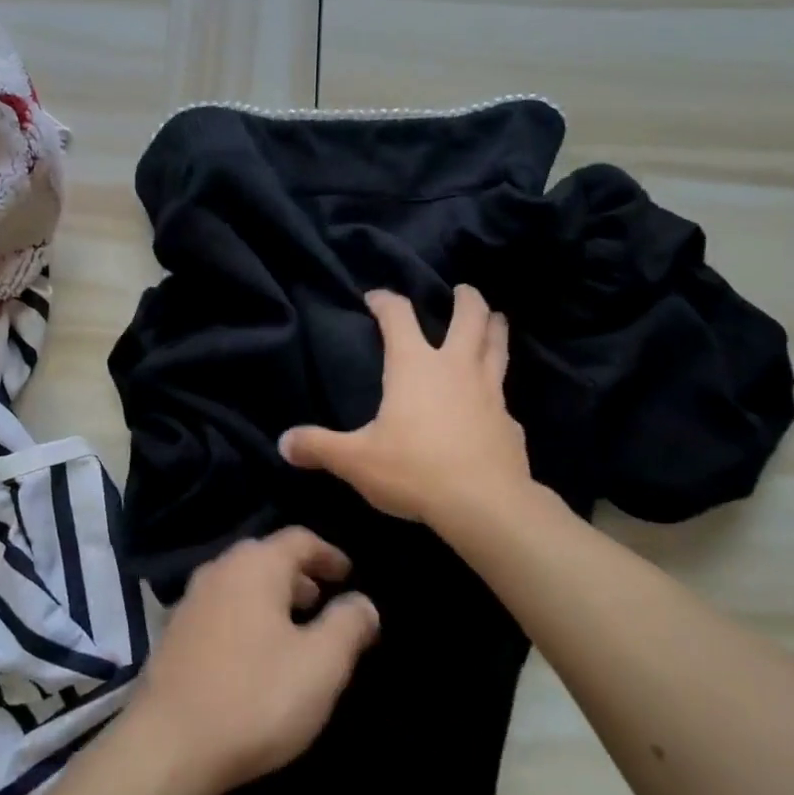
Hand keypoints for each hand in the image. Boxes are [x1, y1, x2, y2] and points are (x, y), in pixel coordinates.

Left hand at [125, 527, 379, 794]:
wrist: (167, 748)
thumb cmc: (255, 697)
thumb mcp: (321, 665)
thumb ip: (348, 625)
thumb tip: (363, 602)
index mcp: (255, 565)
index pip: (299, 539)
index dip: (328, 554)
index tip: (349, 574)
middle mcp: (220, 570)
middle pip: (266, 557)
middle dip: (299, 575)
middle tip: (322, 600)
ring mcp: (191, 601)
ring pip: (241, 584)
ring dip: (271, 597)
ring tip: (294, 629)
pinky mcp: (174, 634)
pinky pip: (221, 609)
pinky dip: (246, 617)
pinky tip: (255, 655)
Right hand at [279, 286, 532, 528]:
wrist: (484, 504)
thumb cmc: (414, 470)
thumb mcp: (356, 461)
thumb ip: (319, 447)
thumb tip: (283, 442)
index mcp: (414, 366)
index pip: (398, 316)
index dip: (385, 301)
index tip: (375, 297)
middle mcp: (455, 368)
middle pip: (469, 317)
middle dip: (466, 299)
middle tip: (463, 290)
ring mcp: (489, 392)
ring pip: (497, 346)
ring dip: (496, 328)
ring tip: (496, 318)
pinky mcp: (509, 421)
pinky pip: (504, 393)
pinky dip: (499, 387)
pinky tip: (495, 399)